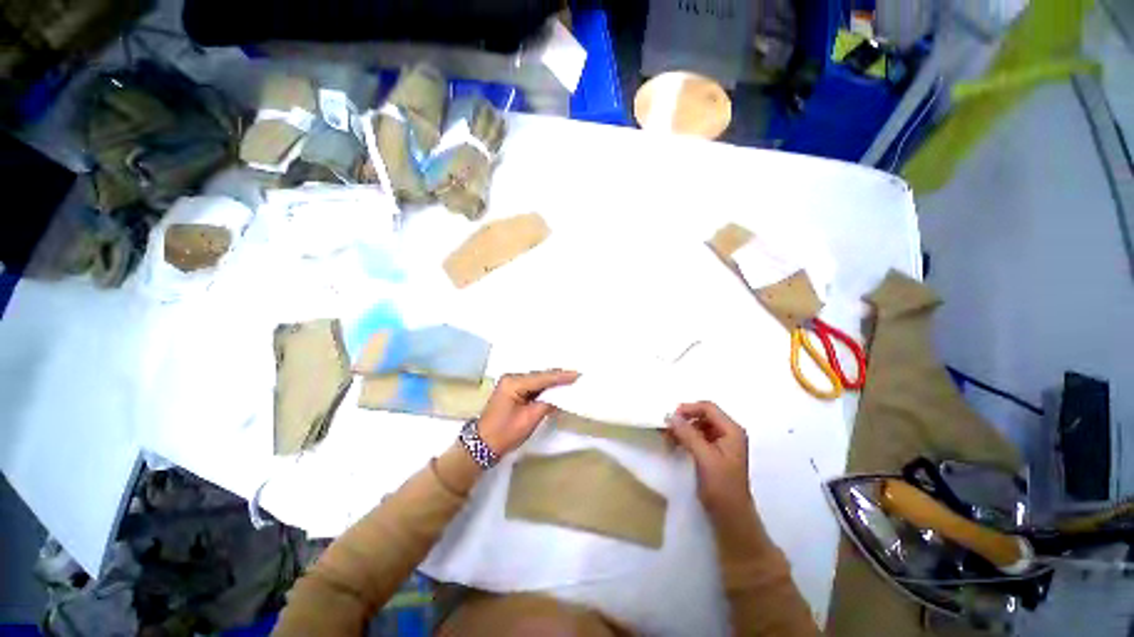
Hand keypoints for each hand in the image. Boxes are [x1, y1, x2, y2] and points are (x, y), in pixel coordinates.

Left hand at [477, 369, 578, 455]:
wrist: (482, 445)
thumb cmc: (505, 433)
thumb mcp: (529, 419)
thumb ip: (546, 404)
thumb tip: (561, 396)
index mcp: (513, 383)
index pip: (542, 378)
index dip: (561, 376)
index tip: (577, 374)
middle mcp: (512, 378)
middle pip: (539, 375)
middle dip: (558, 376)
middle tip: (576, 376)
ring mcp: (511, 383)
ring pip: (537, 379)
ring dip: (552, 381)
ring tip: (570, 380)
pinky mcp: (512, 390)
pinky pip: (532, 385)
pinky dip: (544, 387)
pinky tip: (555, 388)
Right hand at [667, 401, 752, 517]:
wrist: (731, 518)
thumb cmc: (721, 486)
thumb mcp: (704, 457)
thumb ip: (688, 434)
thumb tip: (671, 415)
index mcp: (732, 431)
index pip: (708, 408)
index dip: (689, 409)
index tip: (671, 417)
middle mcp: (728, 433)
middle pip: (702, 416)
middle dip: (683, 421)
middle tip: (666, 430)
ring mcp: (721, 443)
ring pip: (697, 426)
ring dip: (682, 430)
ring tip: (667, 440)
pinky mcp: (714, 453)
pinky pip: (697, 438)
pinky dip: (685, 439)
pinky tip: (674, 446)